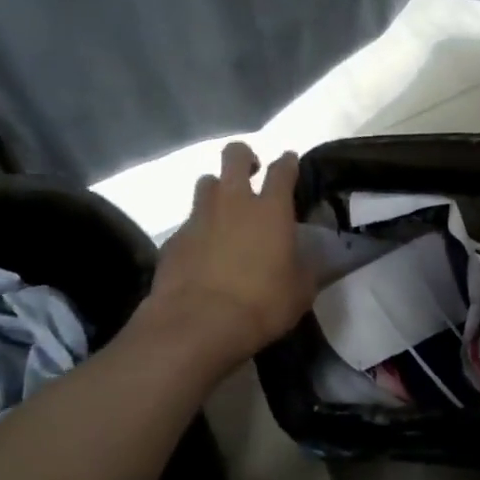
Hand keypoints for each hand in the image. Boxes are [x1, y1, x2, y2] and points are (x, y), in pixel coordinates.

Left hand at [143, 142, 314, 370]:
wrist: (199, 323)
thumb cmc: (262, 304)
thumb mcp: (301, 290)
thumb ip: (305, 266)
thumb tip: (305, 256)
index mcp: (271, 210)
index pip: (282, 170)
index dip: (287, 162)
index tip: (289, 161)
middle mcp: (233, 202)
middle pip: (234, 156)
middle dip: (244, 157)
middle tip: (251, 172)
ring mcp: (199, 217)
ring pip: (206, 183)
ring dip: (217, 190)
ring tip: (225, 211)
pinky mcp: (174, 238)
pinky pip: (189, 221)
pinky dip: (199, 228)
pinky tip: (203, 251)